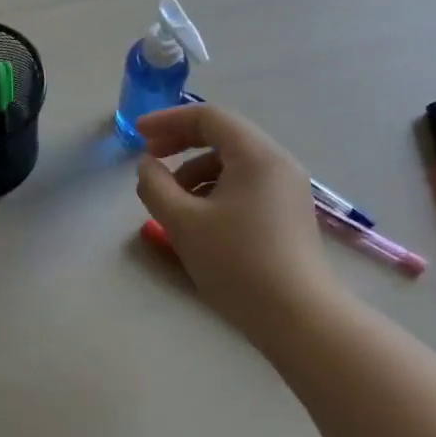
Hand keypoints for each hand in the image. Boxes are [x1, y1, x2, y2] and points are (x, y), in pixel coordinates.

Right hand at [134, 103, 343, 329]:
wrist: (298, 318)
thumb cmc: (237, 262)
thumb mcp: (182, 221)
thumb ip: (156, 185)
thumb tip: (147, 166)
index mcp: (256, 155)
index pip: (208, 117)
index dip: (168, 120)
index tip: (137, 135)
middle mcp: (277, 163)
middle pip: (223, 135)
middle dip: (181, 143)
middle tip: (149, 158)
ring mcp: (287, 189)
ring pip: (233, 163)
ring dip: (195, 170)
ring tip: (171, 200)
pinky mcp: (287, 213)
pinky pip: (245, 184)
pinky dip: (215, 189)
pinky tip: (198, 218)